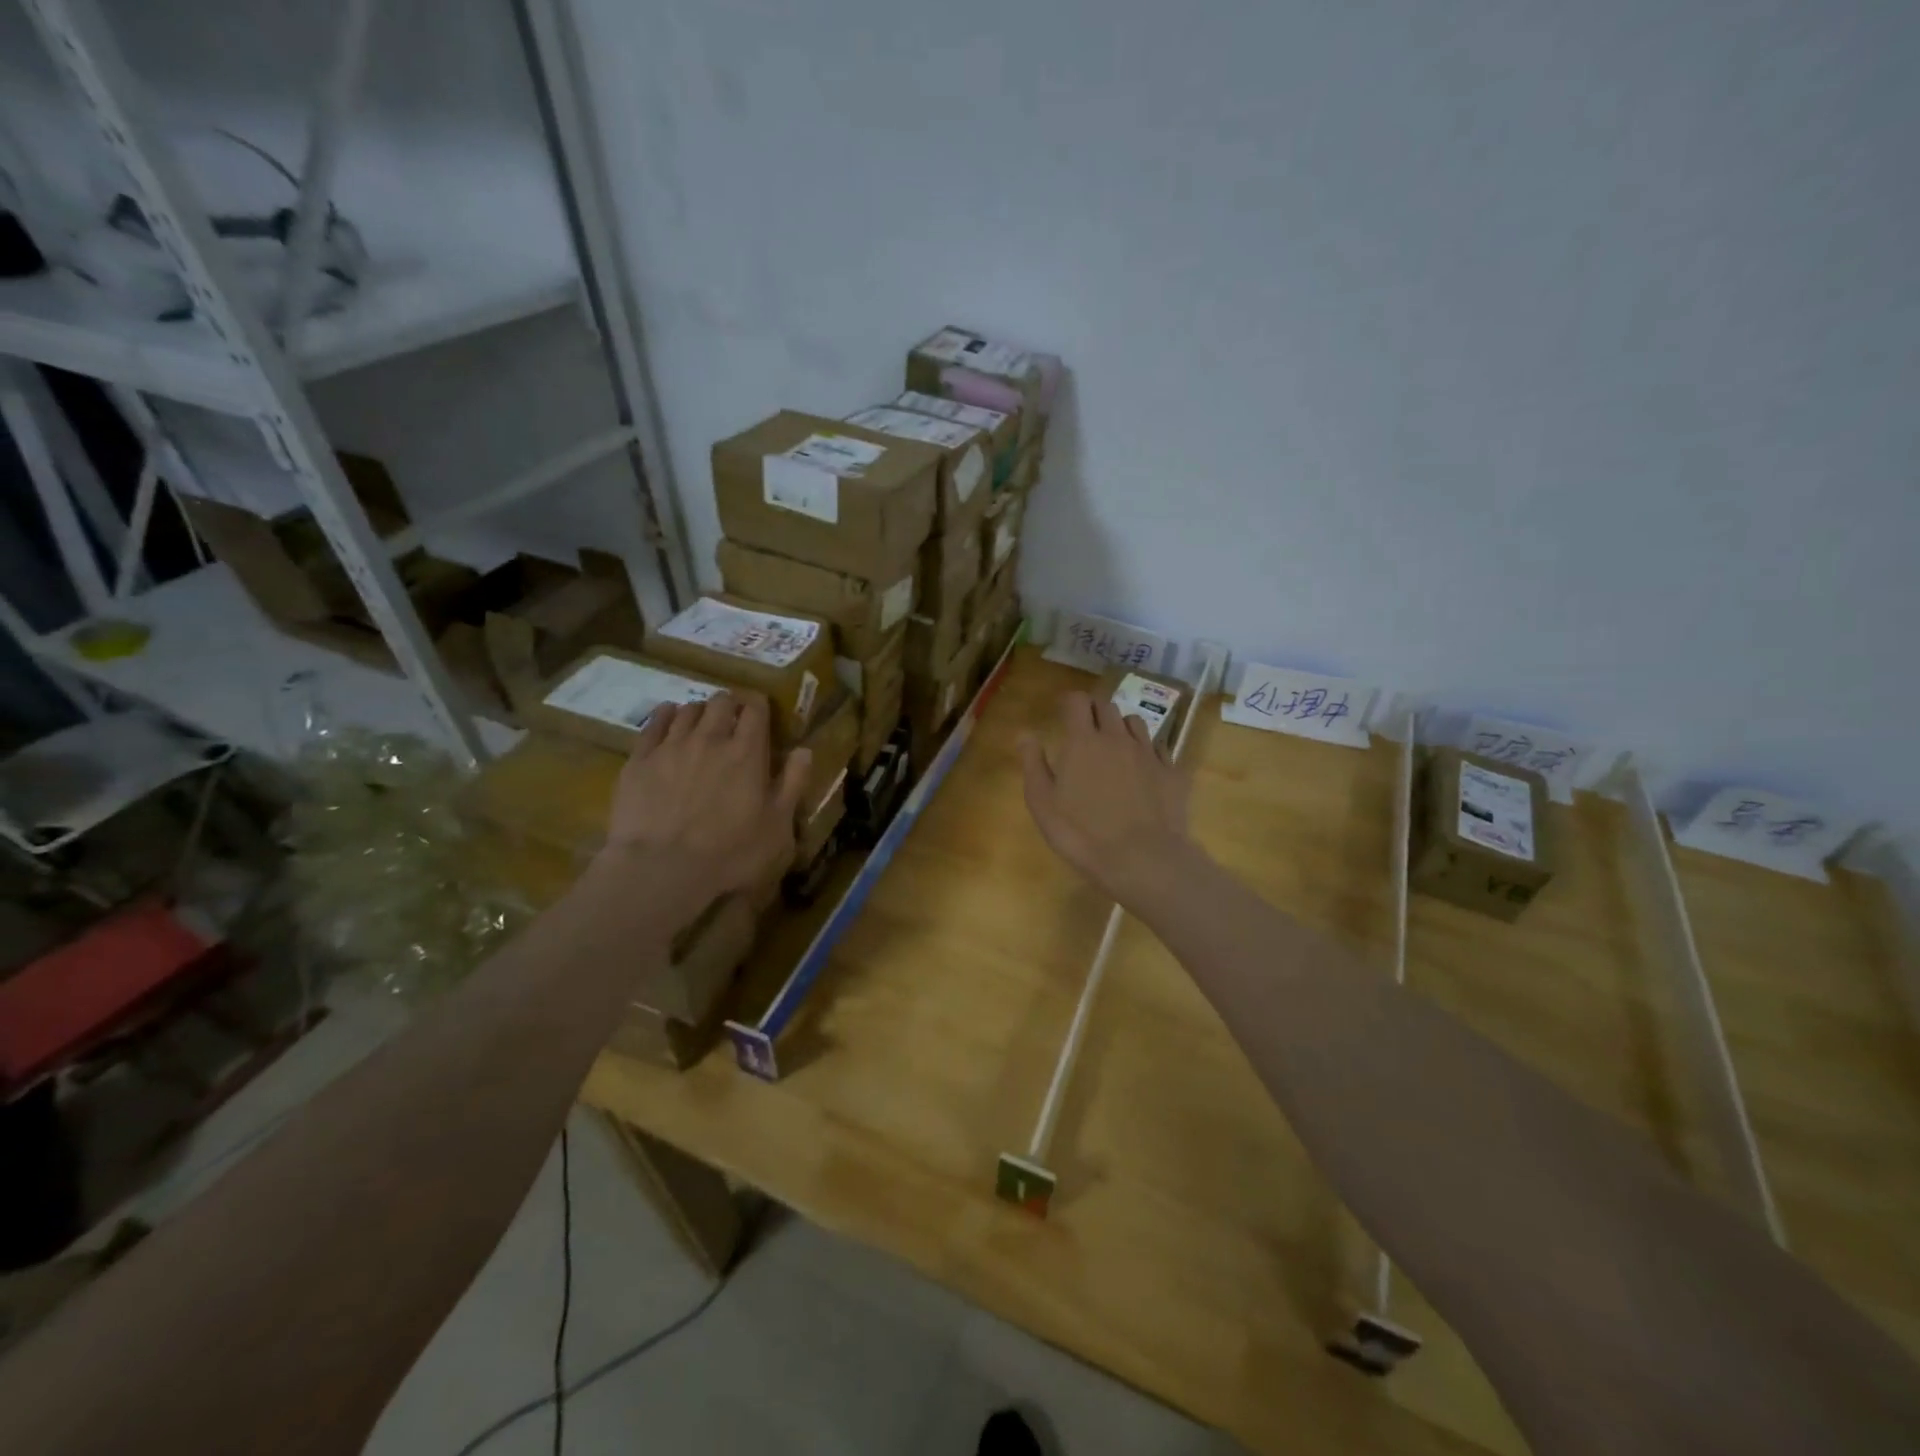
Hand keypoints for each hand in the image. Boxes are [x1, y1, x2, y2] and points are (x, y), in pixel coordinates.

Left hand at [601, 693, 810, 905]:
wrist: (662, 869)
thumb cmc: (731, 853)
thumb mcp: (778, 826)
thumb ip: (793, 785)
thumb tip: (805, 751)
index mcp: (747, 753)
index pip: (756, 710)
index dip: (759, 705)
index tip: (761, 712)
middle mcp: (710, 739)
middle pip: (722, 703)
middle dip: (730, 704)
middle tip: (733, 718)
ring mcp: (672, 746)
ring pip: (688, 710)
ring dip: (700, 711)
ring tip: (703, 722)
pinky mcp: (640, 759)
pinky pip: (654, 723)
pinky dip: (666, 715)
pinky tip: (669, 717)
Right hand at [1019, 691, 1193, 907]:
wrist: (1143, 859)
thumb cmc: (1082, 834)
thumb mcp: (1042, 803)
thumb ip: (1033, 764)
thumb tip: (1026, 734)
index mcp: (1083, 742)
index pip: (1077, 701)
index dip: (1069, 701)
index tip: (1063, 711)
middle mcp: (1117, 738)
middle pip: (1107, 707)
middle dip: (1094, 712)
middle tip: (1085, 730)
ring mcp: (1149, 754)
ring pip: (1135, 723)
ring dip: (1122, 727)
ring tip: (1115, 746)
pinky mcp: (1173, 772)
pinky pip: (1160, 748)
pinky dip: (1148, 751)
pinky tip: (1143, 769)